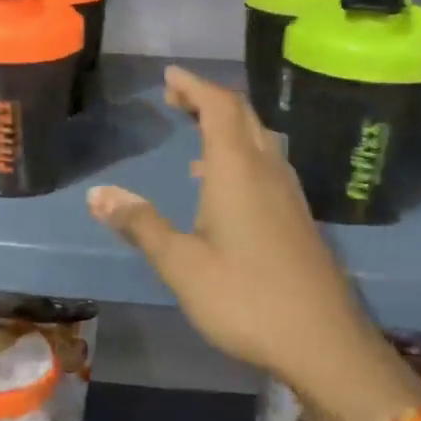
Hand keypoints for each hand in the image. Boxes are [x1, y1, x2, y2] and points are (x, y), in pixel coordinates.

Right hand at [86, 66, 420, 420]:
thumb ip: (140, 224)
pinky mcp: (298, 218)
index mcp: (237, 171)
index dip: (194, 86)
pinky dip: (241, 155)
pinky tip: (222, 186)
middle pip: (243, 116)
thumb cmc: (245, 299)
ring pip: (259, 140)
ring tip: (196, 133)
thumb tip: (97, 193)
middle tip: (177, 98)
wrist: (323, 343)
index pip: (219, 107)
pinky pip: (267, 166)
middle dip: (209, 99)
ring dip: (228, 126)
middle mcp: (268, 171)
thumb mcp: (181, 264)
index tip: (168, 77)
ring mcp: (289, 195)